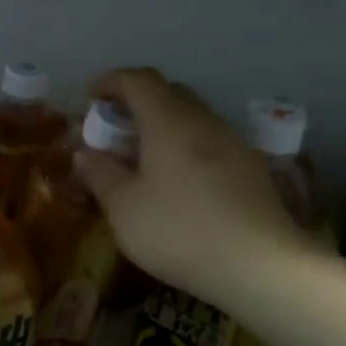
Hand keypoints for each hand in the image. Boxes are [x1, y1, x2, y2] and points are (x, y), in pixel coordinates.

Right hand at [76, 67, 318, 307]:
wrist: (260, 265)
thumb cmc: (179, 231)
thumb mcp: (123, 208)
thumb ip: (100, 174)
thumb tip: (85, 152)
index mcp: (168, 121)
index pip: (138, 80)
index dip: (112, 81)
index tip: (92, 96)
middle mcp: (204, 121)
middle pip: (169, 93)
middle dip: (138, 103)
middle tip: (117, 130)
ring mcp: (234, 143)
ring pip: (194, 118)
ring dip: (165, 126)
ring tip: (147, 158)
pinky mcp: (252, 169)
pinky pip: (212, 142)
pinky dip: (188, 147)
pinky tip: (181, 182)